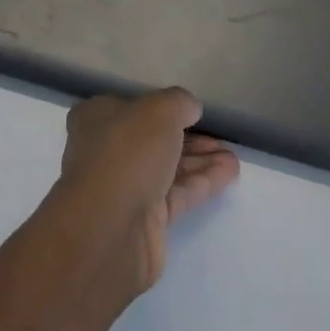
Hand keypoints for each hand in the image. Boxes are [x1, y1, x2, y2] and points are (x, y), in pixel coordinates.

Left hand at [57, 89, 239, 295]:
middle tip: (221, 139)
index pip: (132, 107)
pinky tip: (228, 173)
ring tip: (233, 158)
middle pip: (152, 139)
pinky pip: (176, 194)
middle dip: (189, 138)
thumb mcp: (160, 110)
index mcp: (96, 118)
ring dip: (200, 161)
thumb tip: (189, 108)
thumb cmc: (127, 153)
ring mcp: (123, 187)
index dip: (163, 108)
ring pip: (167, 168)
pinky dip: (201, 182)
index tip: (192, 112)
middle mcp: (105, 150)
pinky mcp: (143, 220)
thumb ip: (179, 103)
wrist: (110, 227)